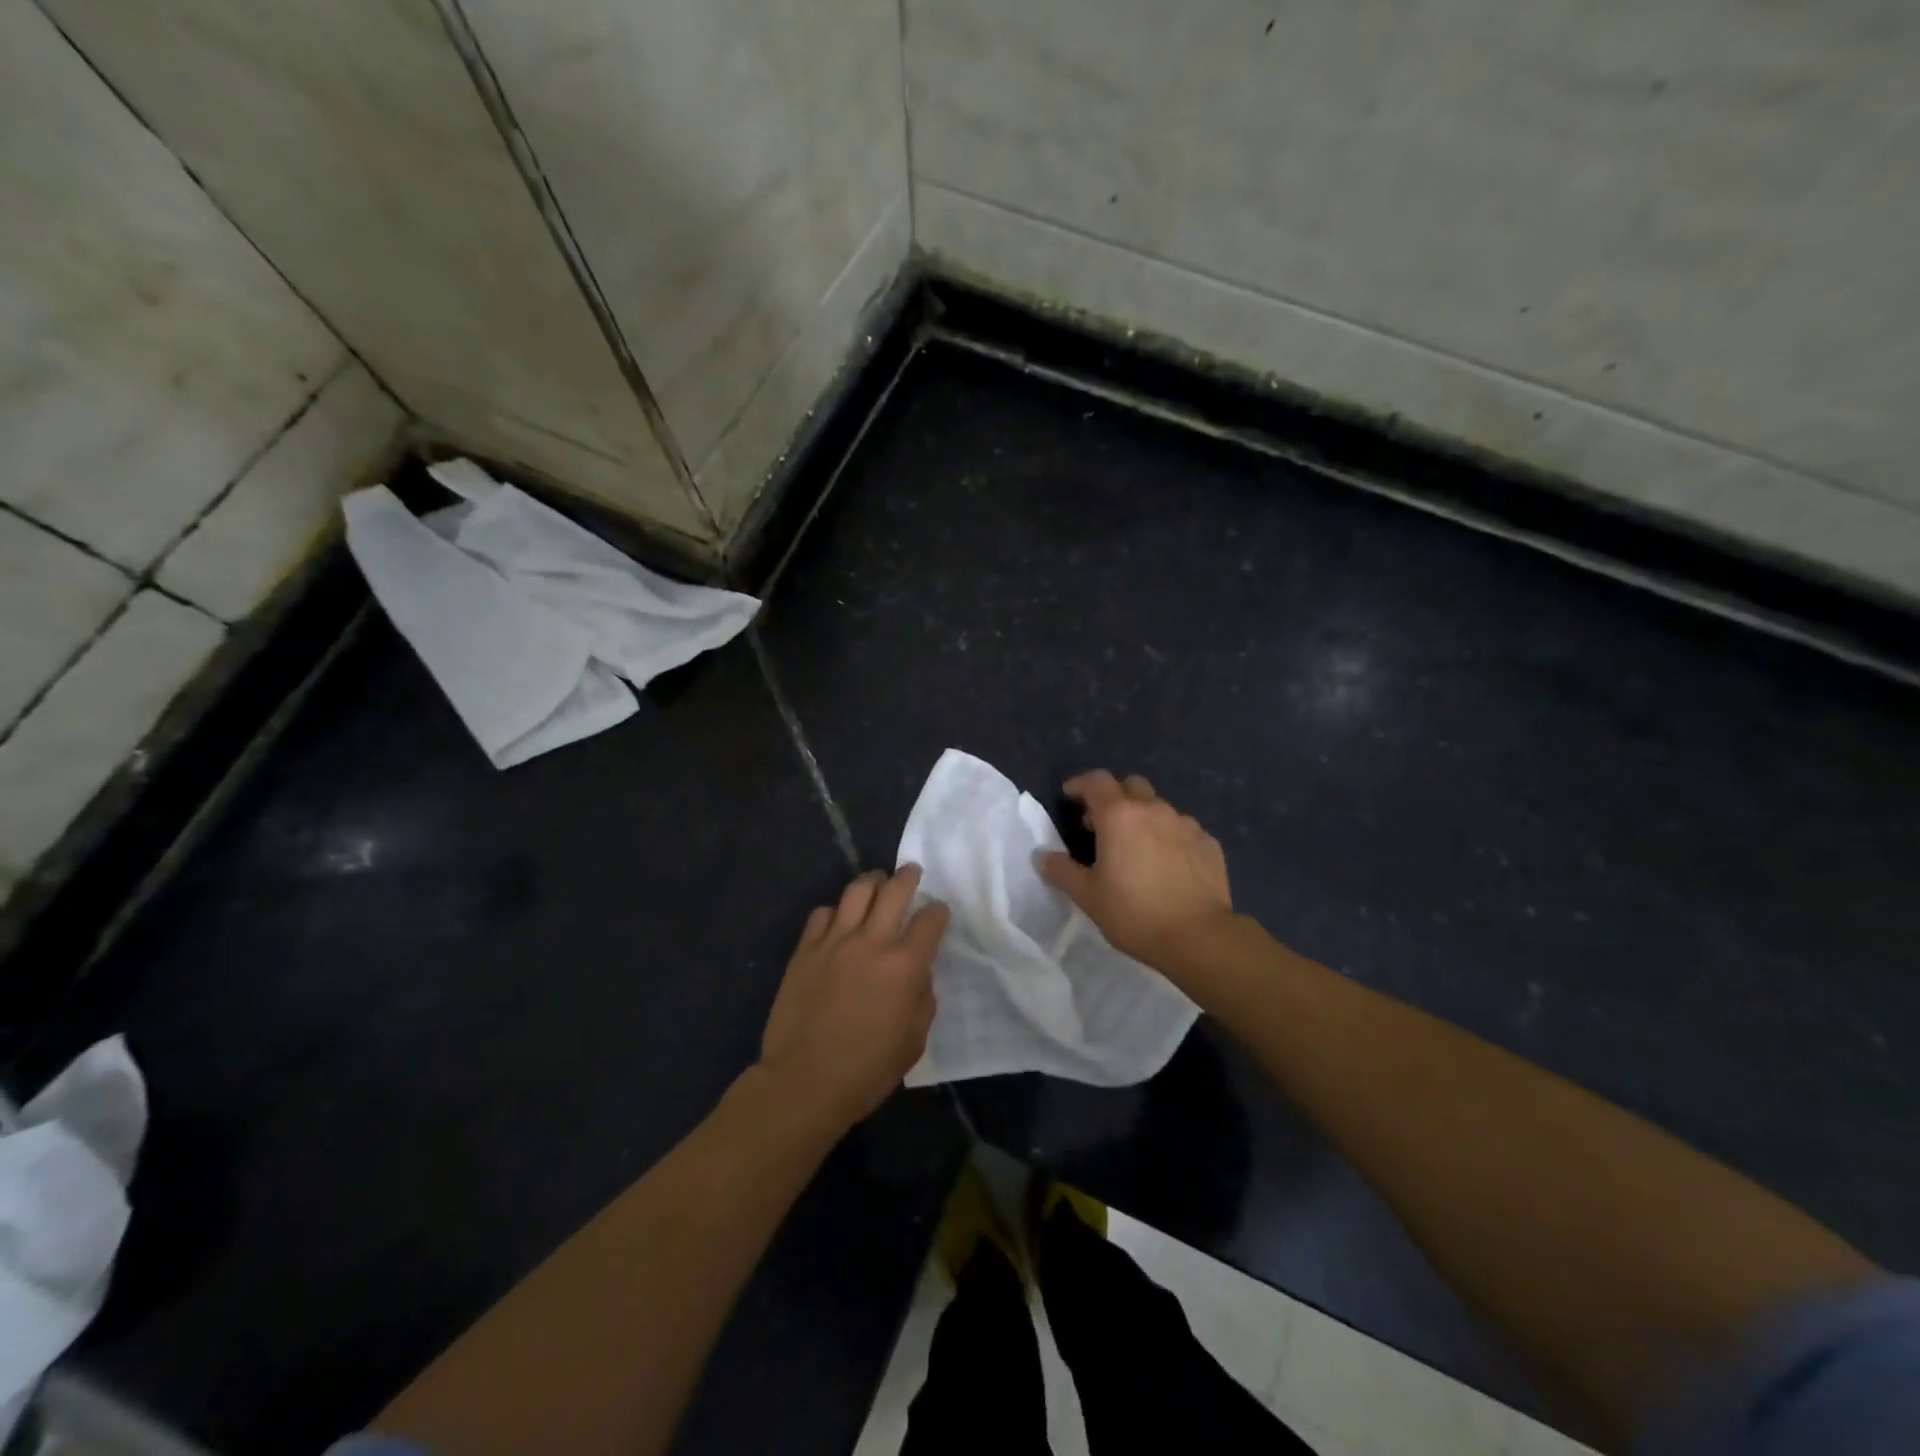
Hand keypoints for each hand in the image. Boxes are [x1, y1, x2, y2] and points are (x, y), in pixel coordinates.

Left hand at [757, 865, 948, 1133]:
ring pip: (857, 891)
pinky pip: (822, 913)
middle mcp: (872, 943)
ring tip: (877, 881)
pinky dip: (835, 911)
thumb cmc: (867, 1070)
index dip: (938, 912)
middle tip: (911, 872)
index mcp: (905, 966)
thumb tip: (918, 974)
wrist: (803, 1082)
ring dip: (872, 881)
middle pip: (894, 890)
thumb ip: (923, 999)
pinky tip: (838, 920)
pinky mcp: (805, 949)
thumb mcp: (914, 1041)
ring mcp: (834, 942)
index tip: (938, 913)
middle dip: (908, 877)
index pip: (930, 920)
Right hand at [1038, 771, 1233, 970]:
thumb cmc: (1134, 913)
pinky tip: (1168, 864)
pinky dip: (1170, 838)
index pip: (1097, 781)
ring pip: (1159, 808)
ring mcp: (1186, 824)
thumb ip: (1062, 871)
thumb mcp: (1088, 896)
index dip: (1080, 784)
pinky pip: (1183, 830)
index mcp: (1119, 816)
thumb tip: (1042, 856)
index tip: (1070, 796)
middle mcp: (1154, 810)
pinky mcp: (1209, 843)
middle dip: (1114, 797)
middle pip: (1131, 786)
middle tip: (1102, 823)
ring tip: (1137, 848)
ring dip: (1143, 818)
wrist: (1198, 937)